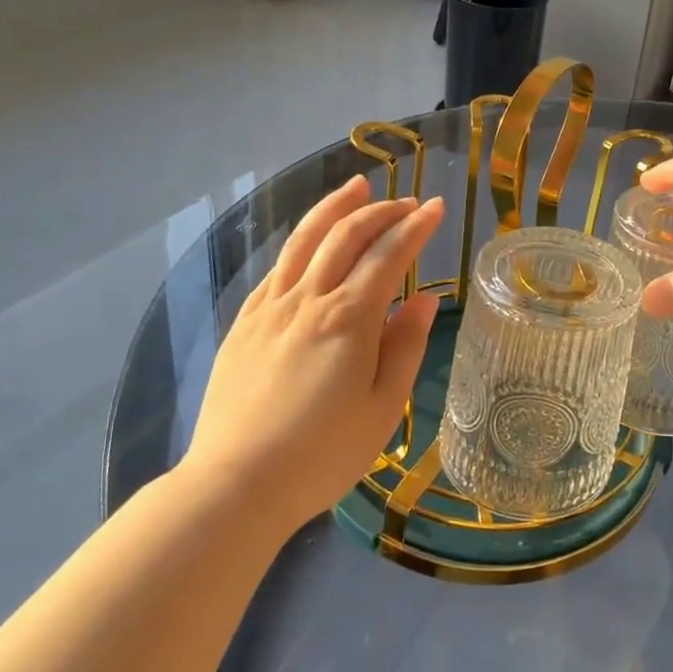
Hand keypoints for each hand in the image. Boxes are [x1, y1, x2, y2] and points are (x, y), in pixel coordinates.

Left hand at [184, 176, 444, 534]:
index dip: (415, 226)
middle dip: (381, 211)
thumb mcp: (383, 409)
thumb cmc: (322, 455)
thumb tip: (426, 299)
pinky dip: (301, 242)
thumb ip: (405, 347)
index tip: (436, 207)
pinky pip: (277, 267)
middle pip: (346, 236)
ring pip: (305, 240)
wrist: (236, 485)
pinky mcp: (244, 323)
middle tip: (407, 202)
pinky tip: (310, 240)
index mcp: (349, 319)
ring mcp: (270, 308)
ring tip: (356, 186)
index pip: (389, 255)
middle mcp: (308, 300)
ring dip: (334, 207)